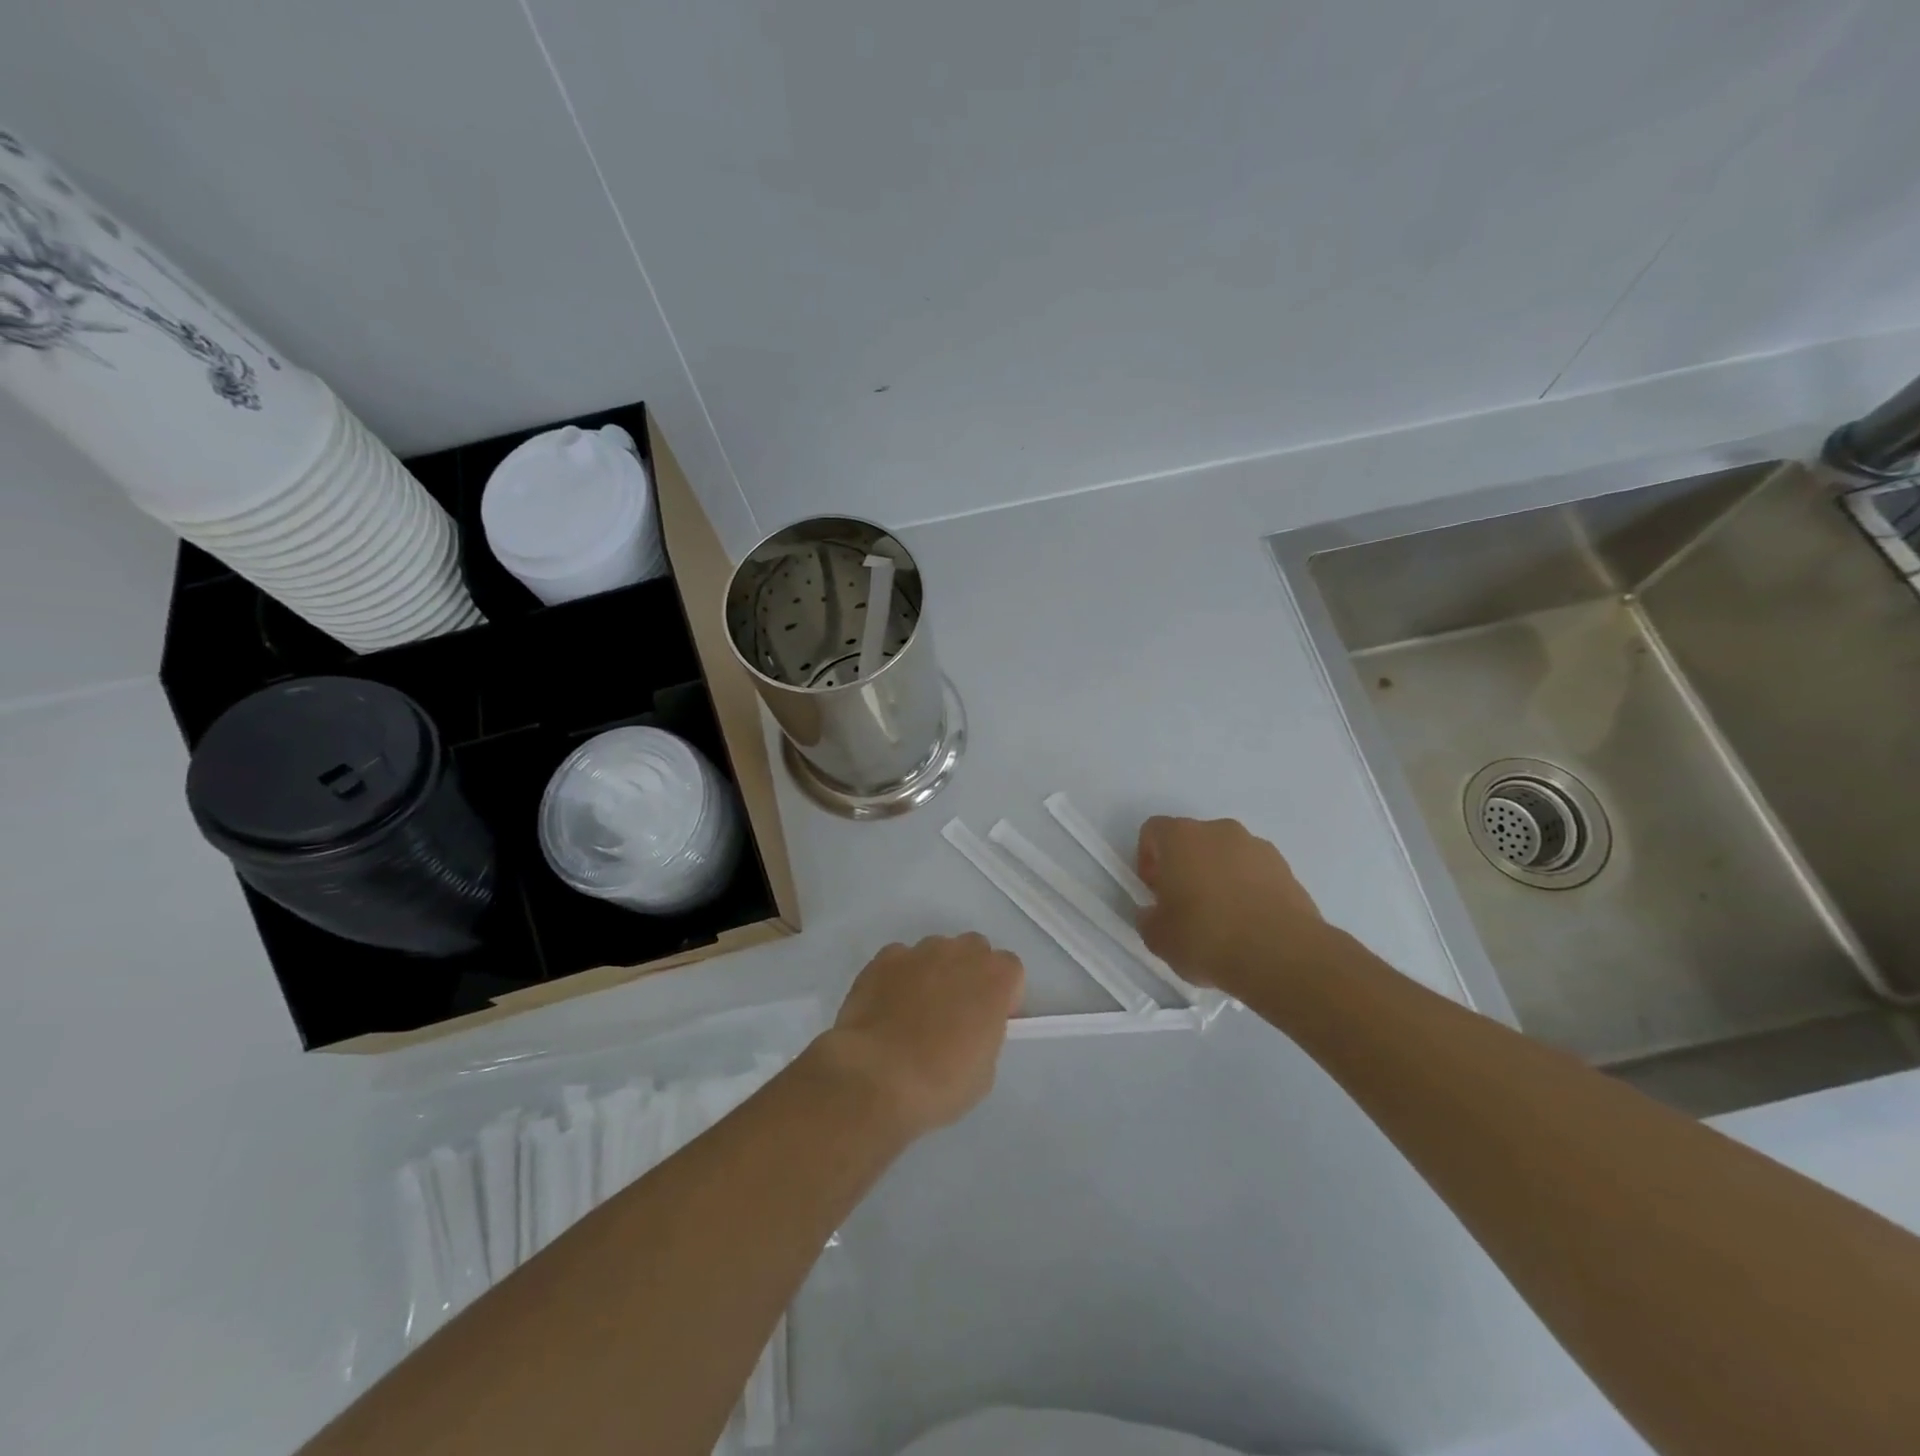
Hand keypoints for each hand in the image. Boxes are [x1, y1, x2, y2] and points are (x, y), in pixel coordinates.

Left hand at [816, 934, 1024, 1138]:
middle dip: (969, 974)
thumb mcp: (984, 1071)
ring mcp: (919, 951)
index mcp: (995, 978)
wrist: (876, 1076)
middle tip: (955, 1012)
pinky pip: (901, 960)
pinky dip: (899, 977)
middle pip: (974, 950)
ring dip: (934, 972)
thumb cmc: (940, 1082)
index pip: (1011, 970)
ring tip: (915, 1011)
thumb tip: (969, 1029)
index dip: (1002, 994)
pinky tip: (888, 1008)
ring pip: (936, 951)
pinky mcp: (884, 958)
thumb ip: (985, 1034)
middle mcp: (960, 953)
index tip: (990, 1020)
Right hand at [1136, 816, 1324, 993]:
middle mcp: (1219, 831)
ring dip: (1218, 876)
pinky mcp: (1287, 869)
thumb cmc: (1207, 937)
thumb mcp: (1158, 937)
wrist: (1281, 955)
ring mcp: (1258, 847)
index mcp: (1181, 837)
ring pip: (1227, 855)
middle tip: (1184, 905)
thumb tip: (1154, 913)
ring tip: (1222, 919)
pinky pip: (1255, 873)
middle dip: (1185, 867)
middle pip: (1193, 841)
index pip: (1153, 831)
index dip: (1148, 859)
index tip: (1154, 891)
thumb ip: (1148, 918)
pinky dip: (1248, 889)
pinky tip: (1249, 924)